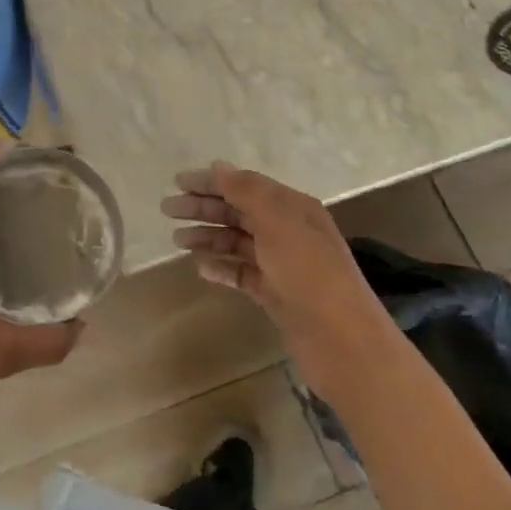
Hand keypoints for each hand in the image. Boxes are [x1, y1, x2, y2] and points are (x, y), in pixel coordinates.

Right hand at [162, 162, 395, 395]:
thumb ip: (246, 191)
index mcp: (292, 208)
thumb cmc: (309, 273)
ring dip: (207, 236)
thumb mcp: (278, 222)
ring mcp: (281, 264)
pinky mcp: (275, 294)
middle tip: (167, 209)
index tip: (177, 182)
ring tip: (177, 240)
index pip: (244, 185)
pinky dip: (221, 267)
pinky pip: (241, 272)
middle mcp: (287, 231)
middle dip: (203, 207)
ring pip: (236, 242)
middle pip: (238, 211)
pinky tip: (200, 268)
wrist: (343, 342)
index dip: (211, 182)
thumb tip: (218, 167)